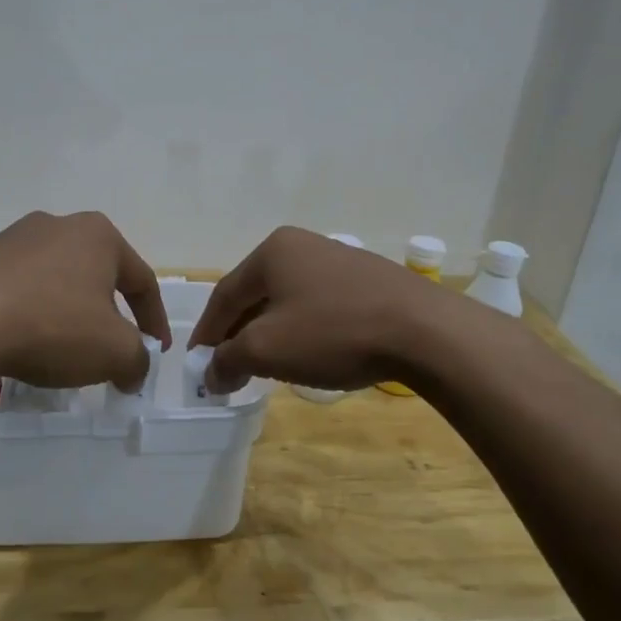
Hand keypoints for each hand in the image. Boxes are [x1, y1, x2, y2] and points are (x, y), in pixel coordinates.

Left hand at [0, 211, 171, 392]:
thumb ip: (137, 361)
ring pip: (47, 272)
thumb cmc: (54, 327)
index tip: (156, 351)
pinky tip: (4, 318)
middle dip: (105, 309)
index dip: (155, 320)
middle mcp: (57, 226)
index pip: (142, 281)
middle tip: (107, 346)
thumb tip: (132, 372)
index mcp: (99, 238)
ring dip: (58, 300)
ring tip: (55, 337)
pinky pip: (1, 277)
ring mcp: (10, 237)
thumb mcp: (115, 352)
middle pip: (94, 273)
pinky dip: (9, 295)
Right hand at [188, 226, 446, 394]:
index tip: (197, 364)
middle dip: (238, 334)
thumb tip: (211, 374)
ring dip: (269, 333)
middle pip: (255, 295)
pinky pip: (318, 306)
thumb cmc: (333, 332)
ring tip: (264, 365)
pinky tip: (308, 353)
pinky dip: (302, 331)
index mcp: (272, 252)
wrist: (423, 330)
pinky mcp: (367, 280)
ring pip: (287, 301)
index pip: (224, 296)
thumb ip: (228, 360)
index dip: (206, 333)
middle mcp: (302, 246)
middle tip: (227, 367)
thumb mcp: (267, 350)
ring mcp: (338, 260)